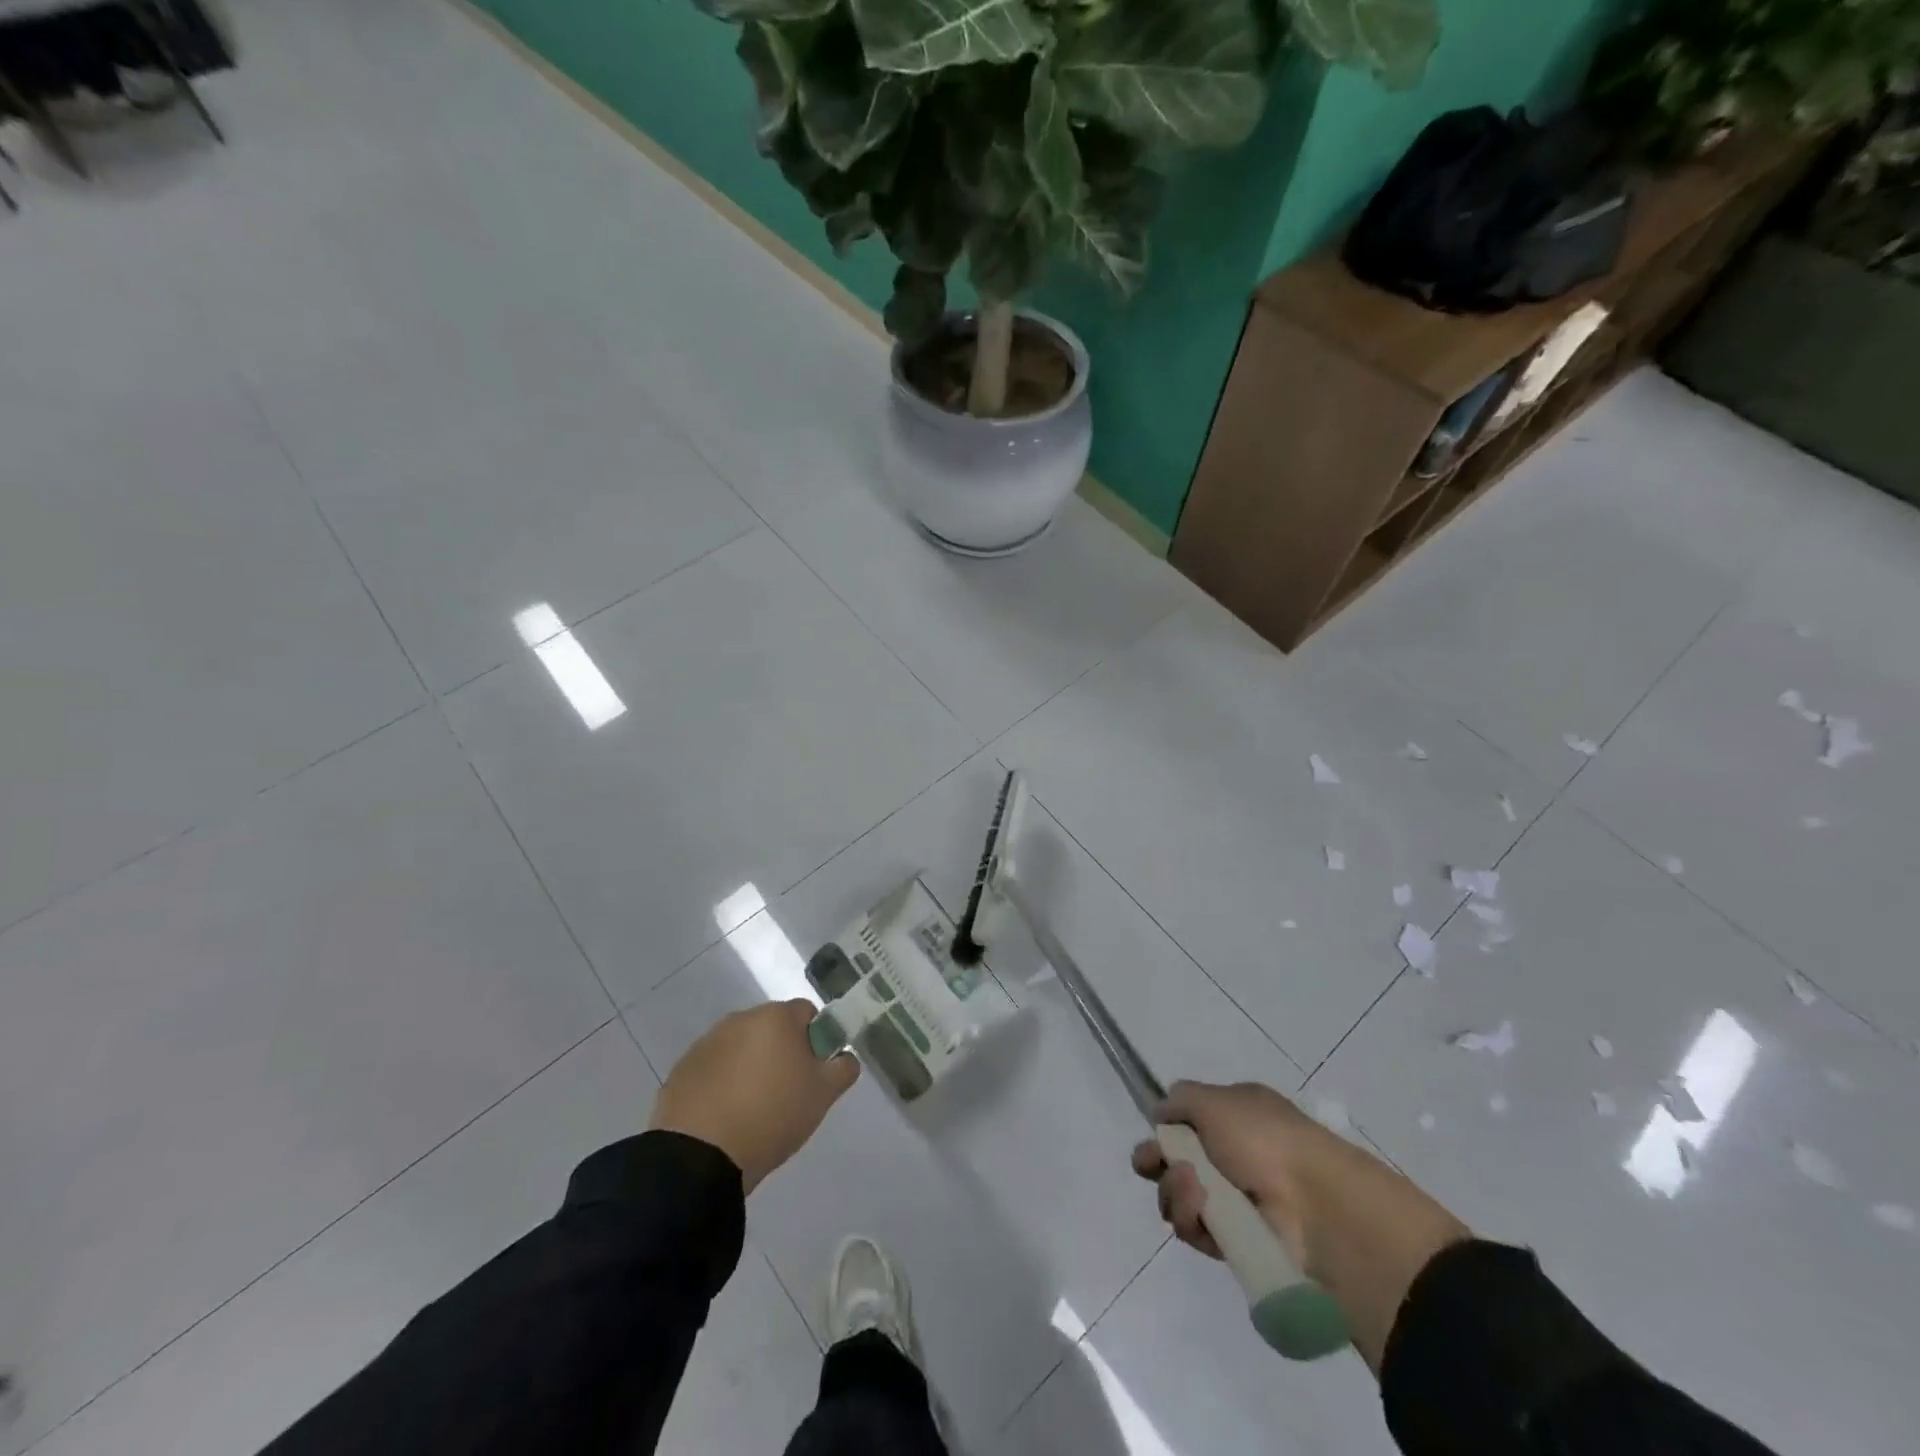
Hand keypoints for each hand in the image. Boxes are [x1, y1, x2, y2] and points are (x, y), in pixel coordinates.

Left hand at [651, 1000, 858, 1191]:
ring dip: (750, 1066)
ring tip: (752, 1109)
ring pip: (741, 1047)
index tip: (813, 1073)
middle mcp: (740, 1019)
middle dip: (781, 1052)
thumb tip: (845, 1056)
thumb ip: (843, 1068)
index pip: (807, 1013)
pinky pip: (714, 1068)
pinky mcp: (682, 1069)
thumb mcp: (822, 1096)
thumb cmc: (771, 1116)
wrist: (699, 1157)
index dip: (816, 1040)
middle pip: (772, 1028)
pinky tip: (724, 1115)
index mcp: (776, 1017)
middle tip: (787, 1092)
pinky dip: (722, 1082)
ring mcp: (707, 1043)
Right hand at [1132, 1079, 1470, 1372]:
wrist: (1315, 1204)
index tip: (1149, 1138)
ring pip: (1182, 1196)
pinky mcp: (1238, 1242)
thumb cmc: (1264, 1138)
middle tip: (1148, 1166)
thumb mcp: (1214, 1099)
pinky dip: (1192, 1219)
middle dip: (1157, 1163)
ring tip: (1192, 1188)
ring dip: (1175, 1190)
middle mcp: (1236, 1156)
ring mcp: (1238, 1201)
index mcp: (1237, 1116)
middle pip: (1178, 1162)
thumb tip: (1161, 1113)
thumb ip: (1181, 1099)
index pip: (1190, 1122)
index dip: (1165, 1130)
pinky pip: (1198, 1231)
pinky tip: (1201, 1210)